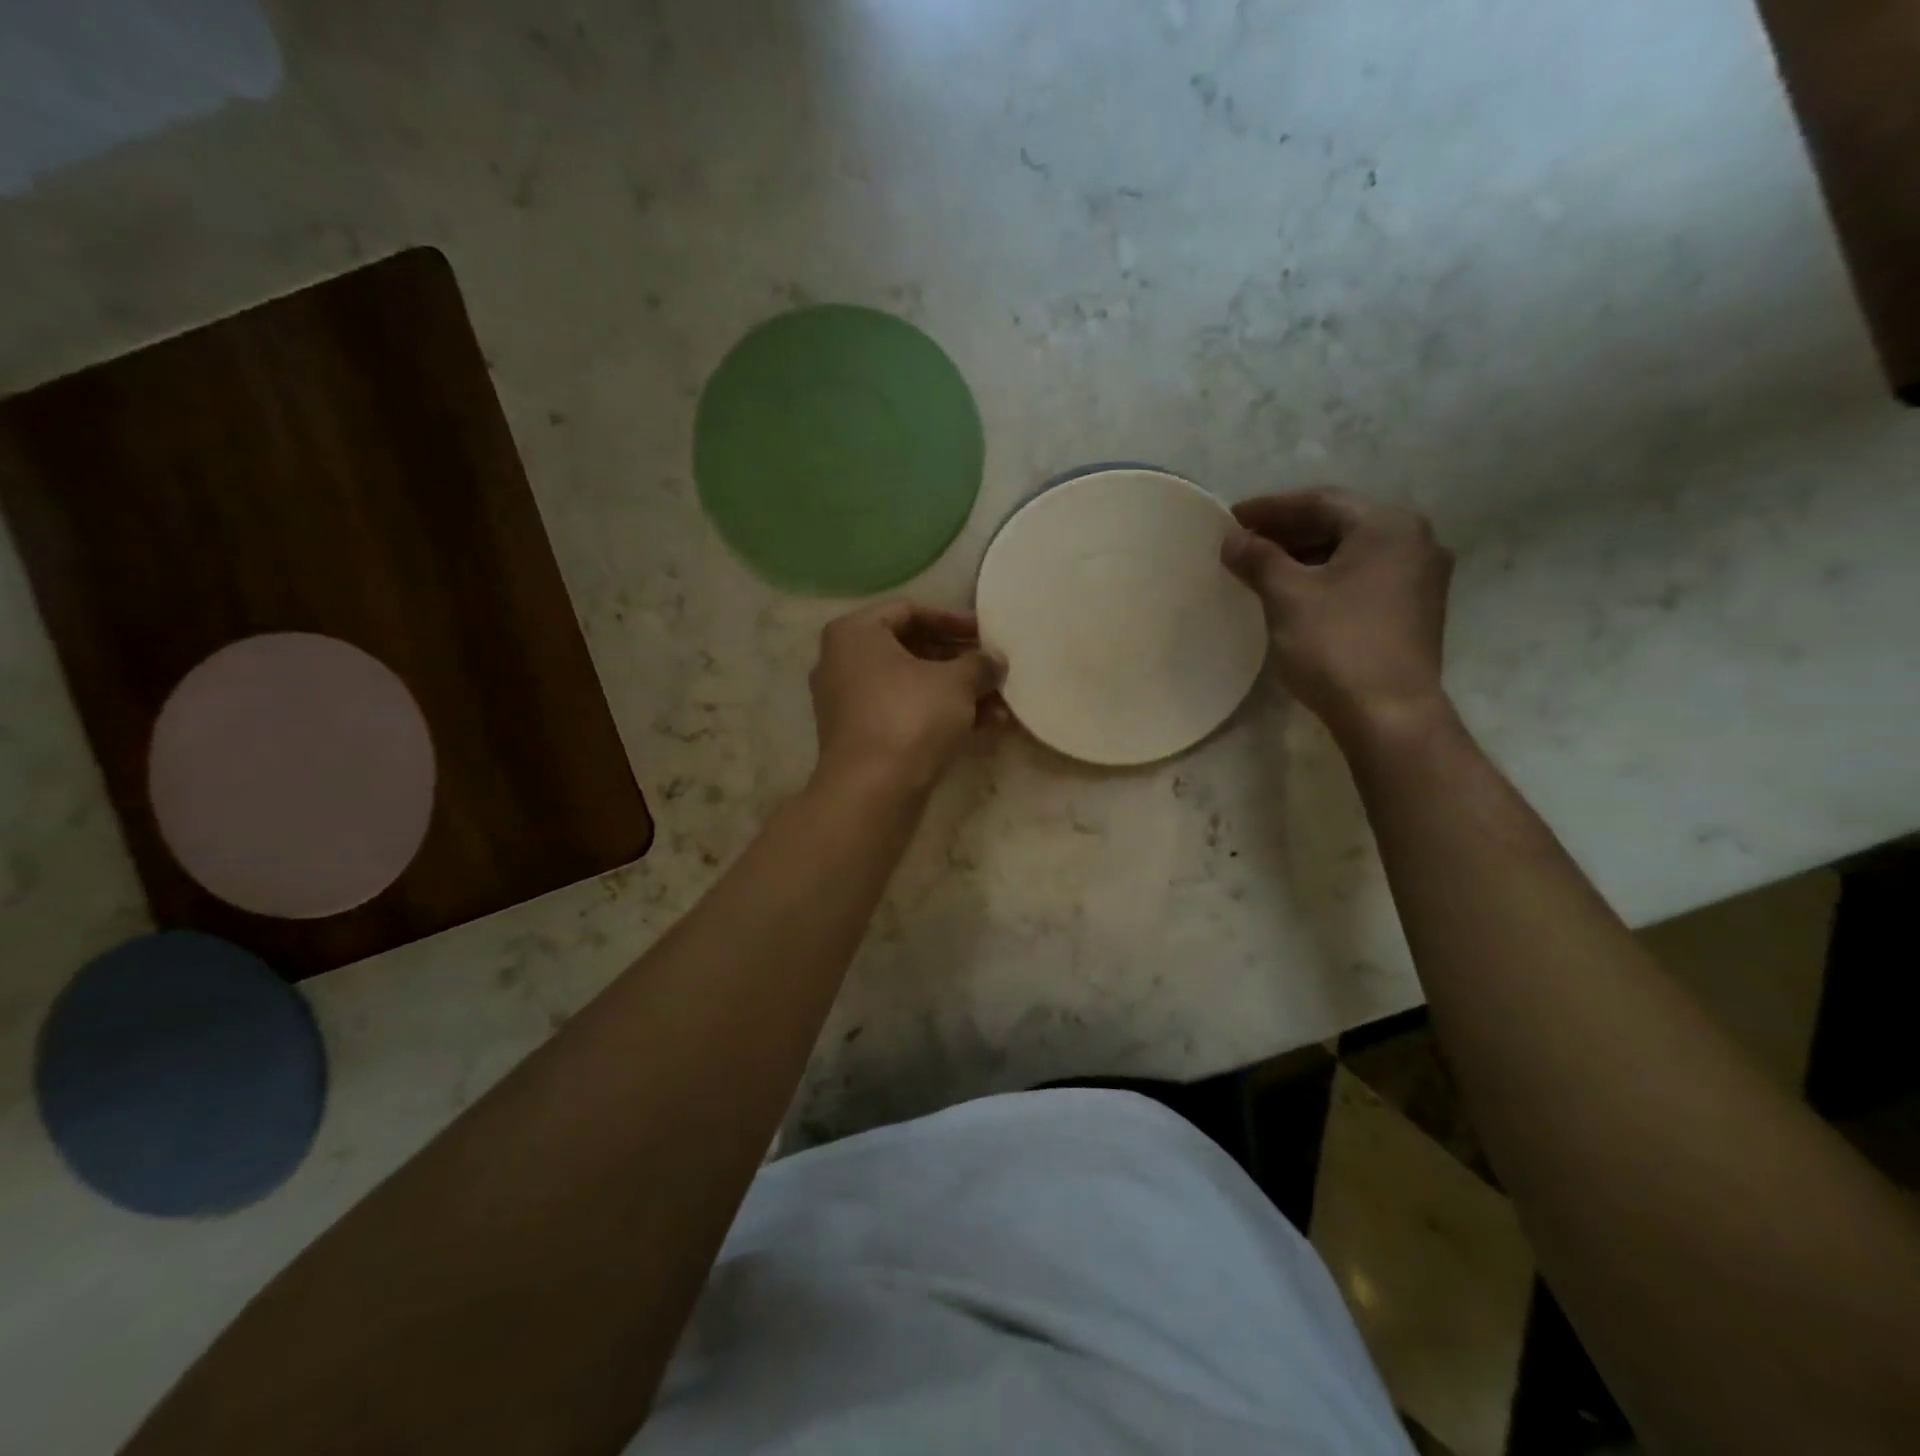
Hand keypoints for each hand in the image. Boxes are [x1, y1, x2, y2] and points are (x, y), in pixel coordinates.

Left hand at [808, 601, 1004, 795]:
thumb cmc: (910, 717)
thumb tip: (994, 661)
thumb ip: (980, 663)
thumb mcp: (956, 682)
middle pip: (911, 650)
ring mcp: (849, 704)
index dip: (953, 619)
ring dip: (958, 694)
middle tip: (994, 671)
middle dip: (960, 662)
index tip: (985, 635)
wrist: (872, 792)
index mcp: (855, 634)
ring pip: (912, 687)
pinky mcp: (862, 738)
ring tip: (1001, 706)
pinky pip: (905, 714)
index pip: (909, 611)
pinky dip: (940, 717)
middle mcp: (843, 663)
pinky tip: (985, 728)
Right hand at [1221, 488, 1453, 742]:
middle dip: (1286, 531)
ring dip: (1303, 555)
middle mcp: (1414, 542)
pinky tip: (1294, 592)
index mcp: (1388, 526)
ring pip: (1350, 552)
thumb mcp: (1288, 596)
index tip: (1230, 518)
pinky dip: (1325, 577)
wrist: (1388, 714)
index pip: (1319, 501)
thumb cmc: (1337, 645)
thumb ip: (1258, 559)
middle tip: (1241, 542)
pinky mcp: (1413, 611)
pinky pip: (1361, 577)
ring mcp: (1419, 578)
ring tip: (1260, 567)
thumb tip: (1231, 540)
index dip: (1269, 507)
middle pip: (1338, 523)